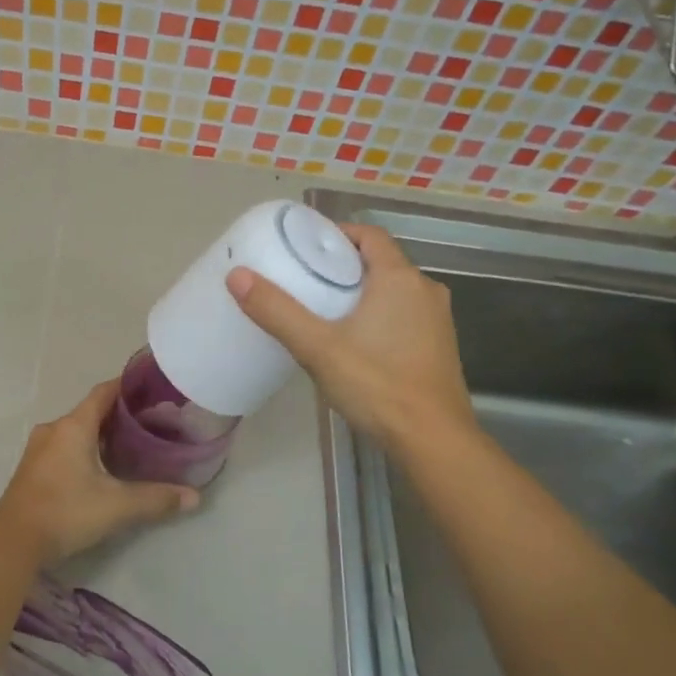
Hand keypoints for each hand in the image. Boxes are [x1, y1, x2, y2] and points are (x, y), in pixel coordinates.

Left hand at [0, 380, 200, 566]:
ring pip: (75, 430)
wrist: (12, 543)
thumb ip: (157, 499)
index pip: (104, 392)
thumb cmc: (66, 513)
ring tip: (129, 444)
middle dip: (119, 414)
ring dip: (100, 433)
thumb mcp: (118, 506)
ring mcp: (38, 449)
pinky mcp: (32, 469)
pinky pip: (63, 446)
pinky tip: (100, 467)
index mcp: (73, 427)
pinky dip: (84, 448)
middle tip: (149, 422)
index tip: (150, 388)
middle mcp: (54, 430)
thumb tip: (194, 497)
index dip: (127, 386)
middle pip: (90, 411)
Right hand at [226, 223, 473, 447]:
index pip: (369, 235)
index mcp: (400, 279)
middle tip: (305, 280)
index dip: (337, 235)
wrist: (433, 440)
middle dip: (344, 266)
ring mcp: (437, 319)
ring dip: (361, 292)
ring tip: (323, 310)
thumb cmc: (377, 385)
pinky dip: (379, 315)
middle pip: (380, 262)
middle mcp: (425, 290)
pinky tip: (354, 341)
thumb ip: (277, 311)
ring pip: (393, 291)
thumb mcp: (318, 348)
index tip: (305, 247)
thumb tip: (237, 276)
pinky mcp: (439, 346)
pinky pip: (404, 315)